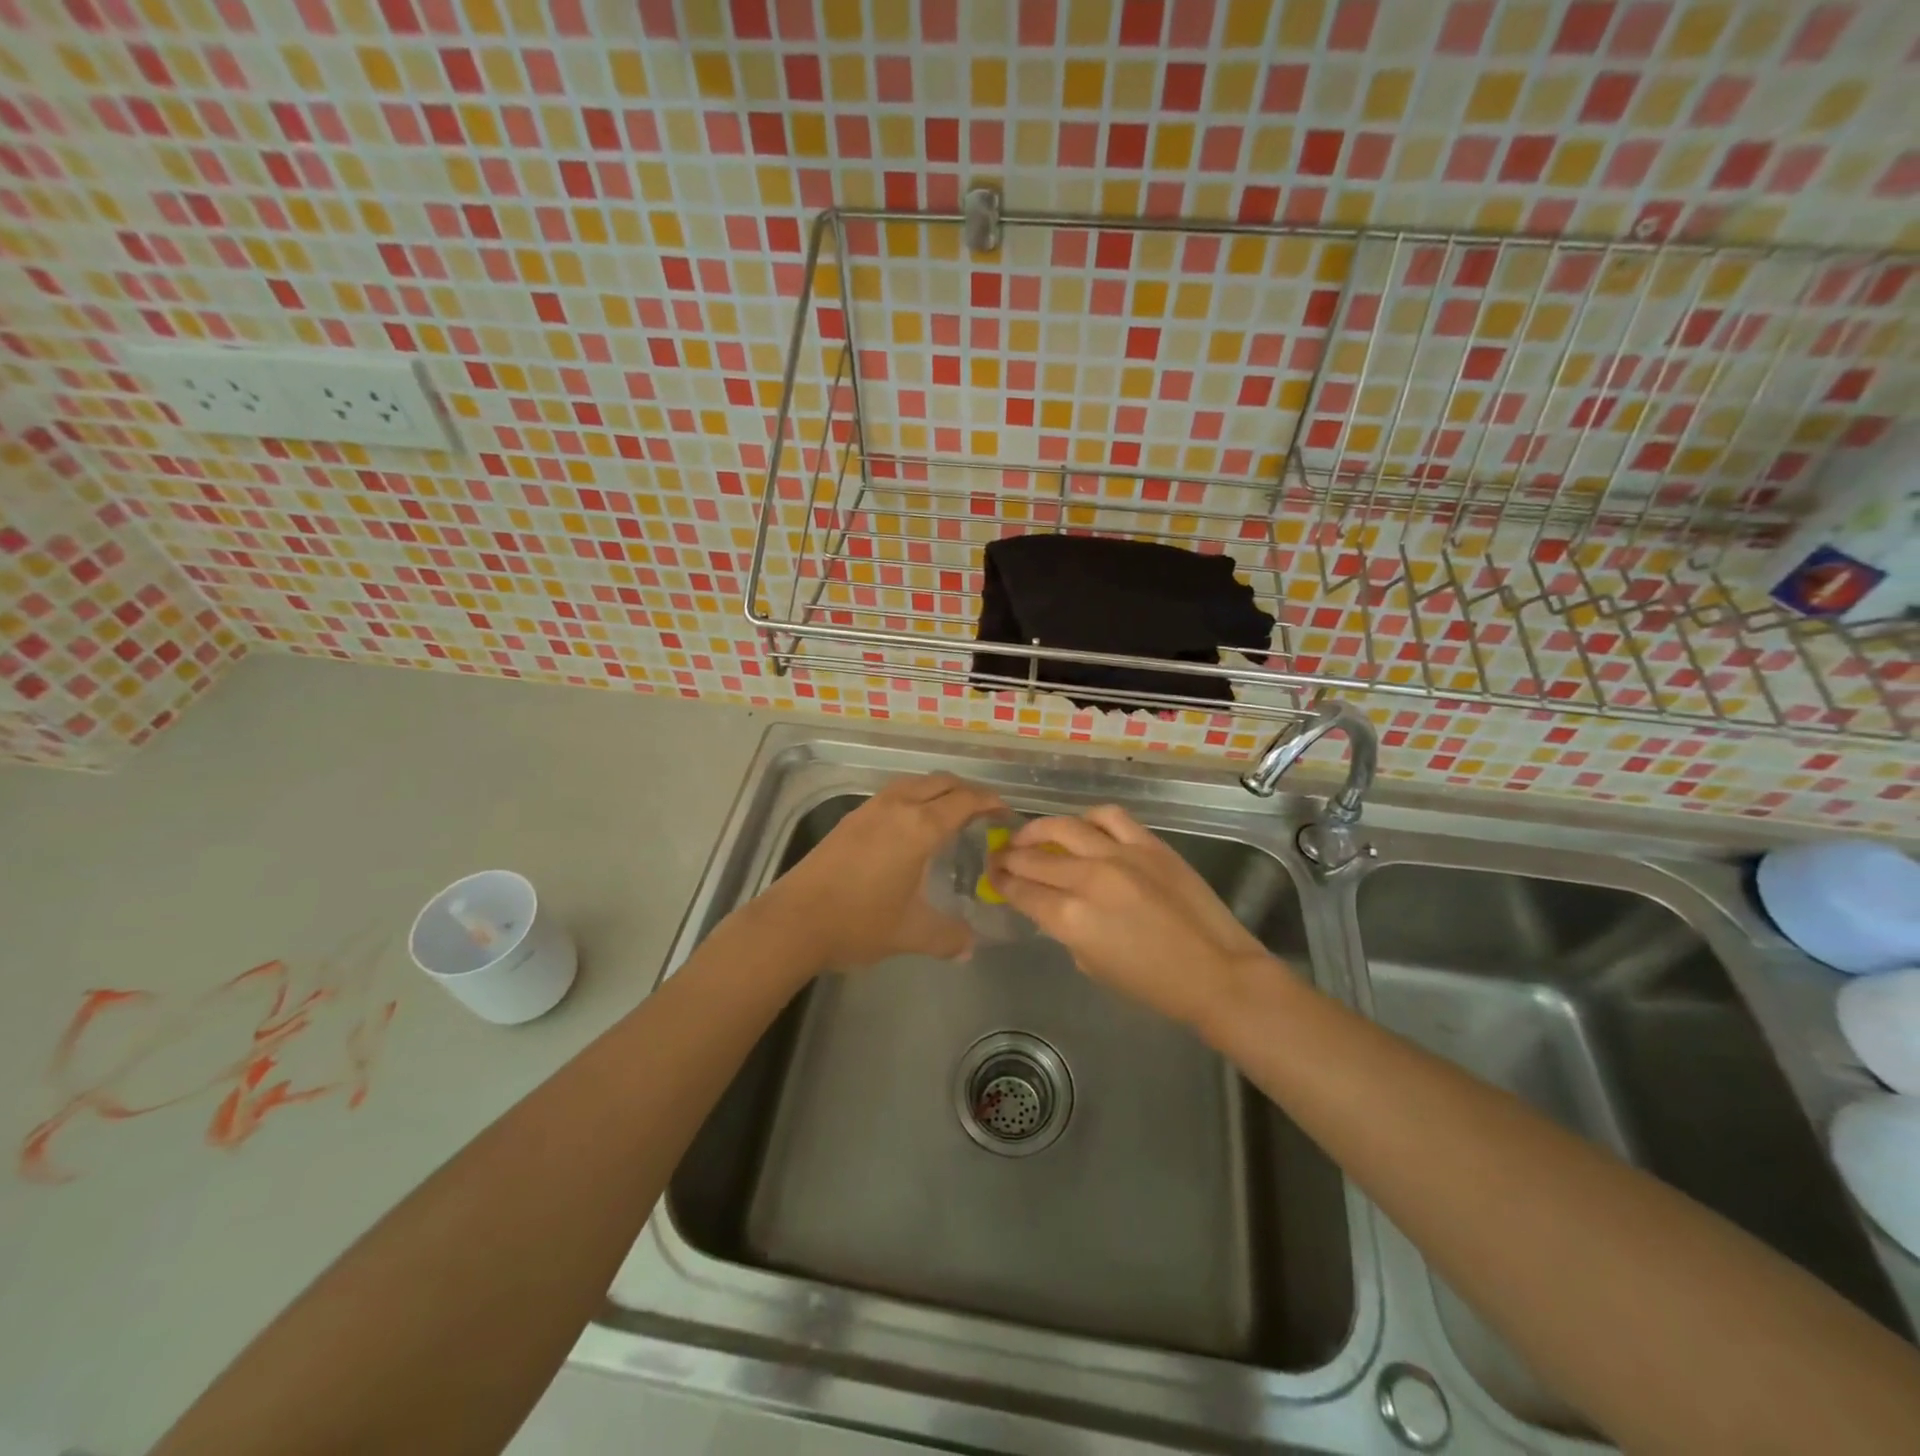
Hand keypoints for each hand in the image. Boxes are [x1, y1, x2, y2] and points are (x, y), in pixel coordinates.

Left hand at [760, 772, 1003, 970]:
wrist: (794, 921)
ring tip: (950, 814)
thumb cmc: (859, 922)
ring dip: (937, 791)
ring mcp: (870, 809)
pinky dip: (913, 798)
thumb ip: (948, 937)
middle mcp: (897, 807)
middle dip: (966, 791)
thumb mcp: (911, 933)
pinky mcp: (850, 819)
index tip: (1006, 813)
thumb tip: (970, 947)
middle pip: (940, 783)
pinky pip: (893, 794)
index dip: (990, 802)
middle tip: (983, 812)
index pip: (965, 800)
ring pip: (914, 784)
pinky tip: (910, 827)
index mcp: (920, 827)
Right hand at [989, 805, 1279, 1028]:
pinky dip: (1088, 819)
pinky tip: (1082, 827)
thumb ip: (1066, 930)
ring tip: (1031, 835)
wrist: (1215, 972)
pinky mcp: (1148, 844)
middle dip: (1011, 856)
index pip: (1021, 891)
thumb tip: (1053, 906)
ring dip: (1039, 829)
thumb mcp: (1092, 965)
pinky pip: (1109, 817)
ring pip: (1064, 827)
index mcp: (1071, 918)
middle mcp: (1088, 879)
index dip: (1002, 882)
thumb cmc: (1152, 984)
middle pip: (1034, 857)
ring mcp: (1120, 855)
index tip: (993, 876)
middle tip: (1001, 856)